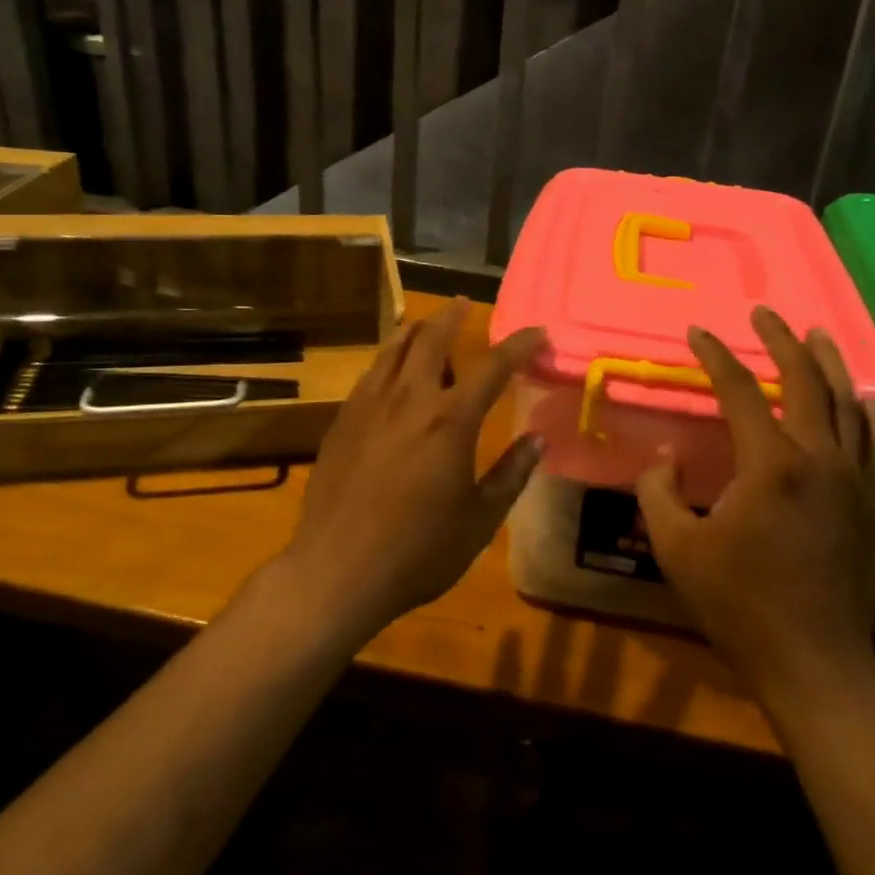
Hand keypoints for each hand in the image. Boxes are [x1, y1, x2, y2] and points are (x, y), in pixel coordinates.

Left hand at [281, 299, 545, 641]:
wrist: (336, 570)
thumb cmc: (418, 550)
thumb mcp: (479, 520)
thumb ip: (511, 474)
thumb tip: (538, 441)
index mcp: (451, 420)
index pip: (493, 367)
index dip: (519, 344)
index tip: (537, 331)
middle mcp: (410, 399)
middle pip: (431, 338)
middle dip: (452, 315)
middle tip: (465, 304)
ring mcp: (369, 405)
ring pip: (393, 348)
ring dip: (415, 329)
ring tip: (427, 324)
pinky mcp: (342, 420)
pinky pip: (370, 374)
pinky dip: (388, 359)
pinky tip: (391, 371)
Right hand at [637, 306, 874, 705]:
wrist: (816, 663)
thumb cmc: (739, 605)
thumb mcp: (677, 548)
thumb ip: (659, 492)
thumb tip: (663, 458)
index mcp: (771, 464)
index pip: (741, 391)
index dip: (715, 357)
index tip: (696, 333)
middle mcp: (820, 459)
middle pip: (805, 381)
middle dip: (782, 341)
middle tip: (765, 313)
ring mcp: (854, 480)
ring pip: (847, 403)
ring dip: (828, 362)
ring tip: (815, 333)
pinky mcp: (871, 503)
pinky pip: (871, 440)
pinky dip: (861, 408)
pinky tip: (858, 397)